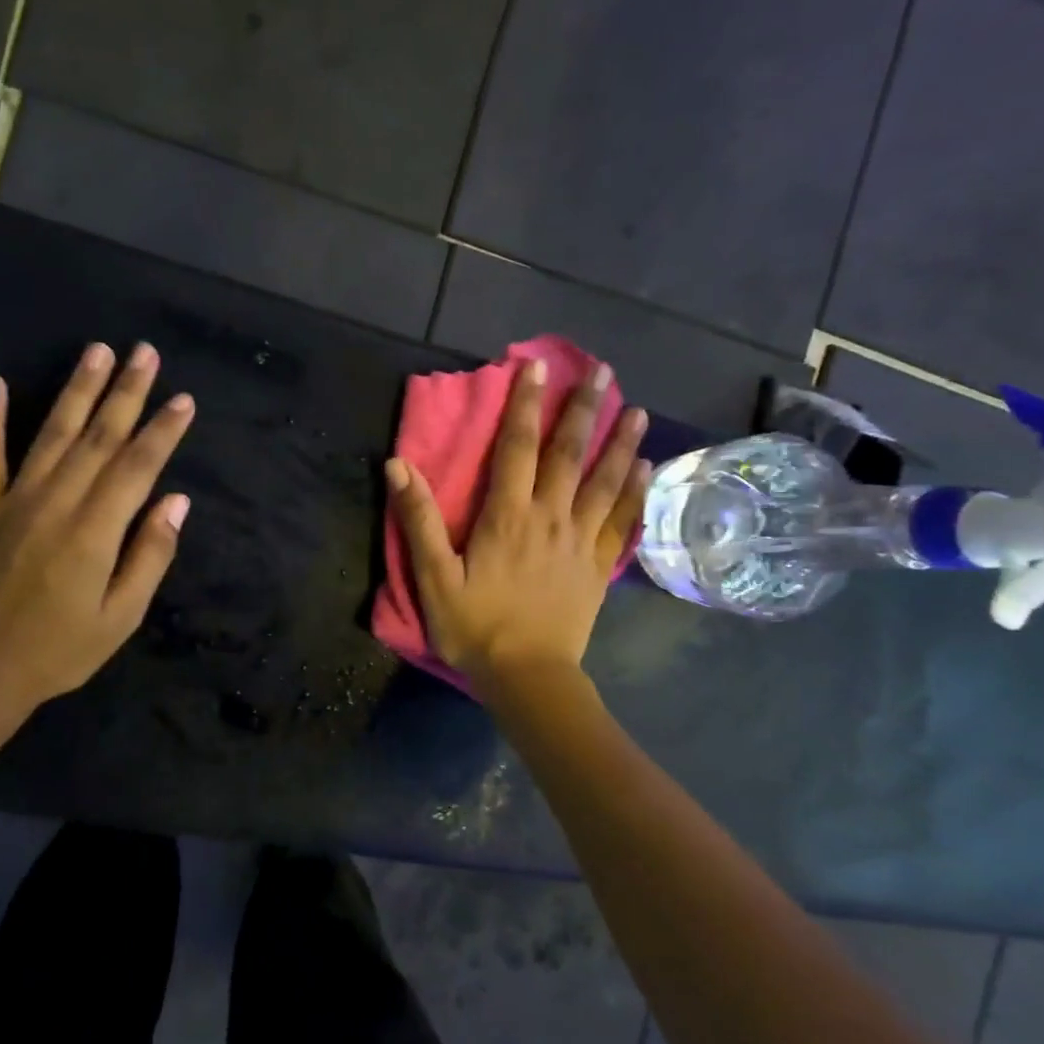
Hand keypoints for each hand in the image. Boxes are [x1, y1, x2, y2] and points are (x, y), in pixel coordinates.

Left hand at [0, 341, 194, 722]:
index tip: (183, 399)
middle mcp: (56, 503)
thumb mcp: (121, 617)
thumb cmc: (59, 652)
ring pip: (52, 433)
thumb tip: (176, 501)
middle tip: (145, 351)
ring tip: (96, 351)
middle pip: (98, 437)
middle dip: (126, 392)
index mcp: (95, 531)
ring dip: (76, 389)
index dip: (162, 430)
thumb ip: (150, 556)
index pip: (138, 466)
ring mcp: (12, 500)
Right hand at [386, 357, 649, 687]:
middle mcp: (549, 518)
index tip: (535, 367)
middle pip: (569, 454)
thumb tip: (398, 465)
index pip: (516, 448)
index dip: (524, 405)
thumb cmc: (475, 627)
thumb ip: (418, 520)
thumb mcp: (434, 577)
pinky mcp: (598, 567)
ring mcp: (580, 542)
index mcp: (507, 517)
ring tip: (637, 409)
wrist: (527, 676)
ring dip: (619, 442)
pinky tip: (645, 469)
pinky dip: (634, 493)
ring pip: (604, 482)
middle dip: (583, 409)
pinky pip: (620, 522)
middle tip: (601, 370)